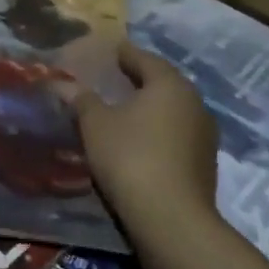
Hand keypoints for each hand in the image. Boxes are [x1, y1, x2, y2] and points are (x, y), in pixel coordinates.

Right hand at [72, 43, 219, 226]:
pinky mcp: (205, 163)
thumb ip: (81, 100)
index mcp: (169, 85)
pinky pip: (177, 133)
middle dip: (140, 79)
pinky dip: (158, 129)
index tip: (111, 50)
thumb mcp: (95, 124)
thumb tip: (63, 84)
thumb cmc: (130, 156)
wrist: (171, 219)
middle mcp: (194, 103)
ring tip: (125, 108)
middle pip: (163, 83)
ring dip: (150, 106)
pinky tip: (140, 138)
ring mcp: (204, 135)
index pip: (144, 59)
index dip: (125, 53)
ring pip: (173, 110)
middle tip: (115, 77)